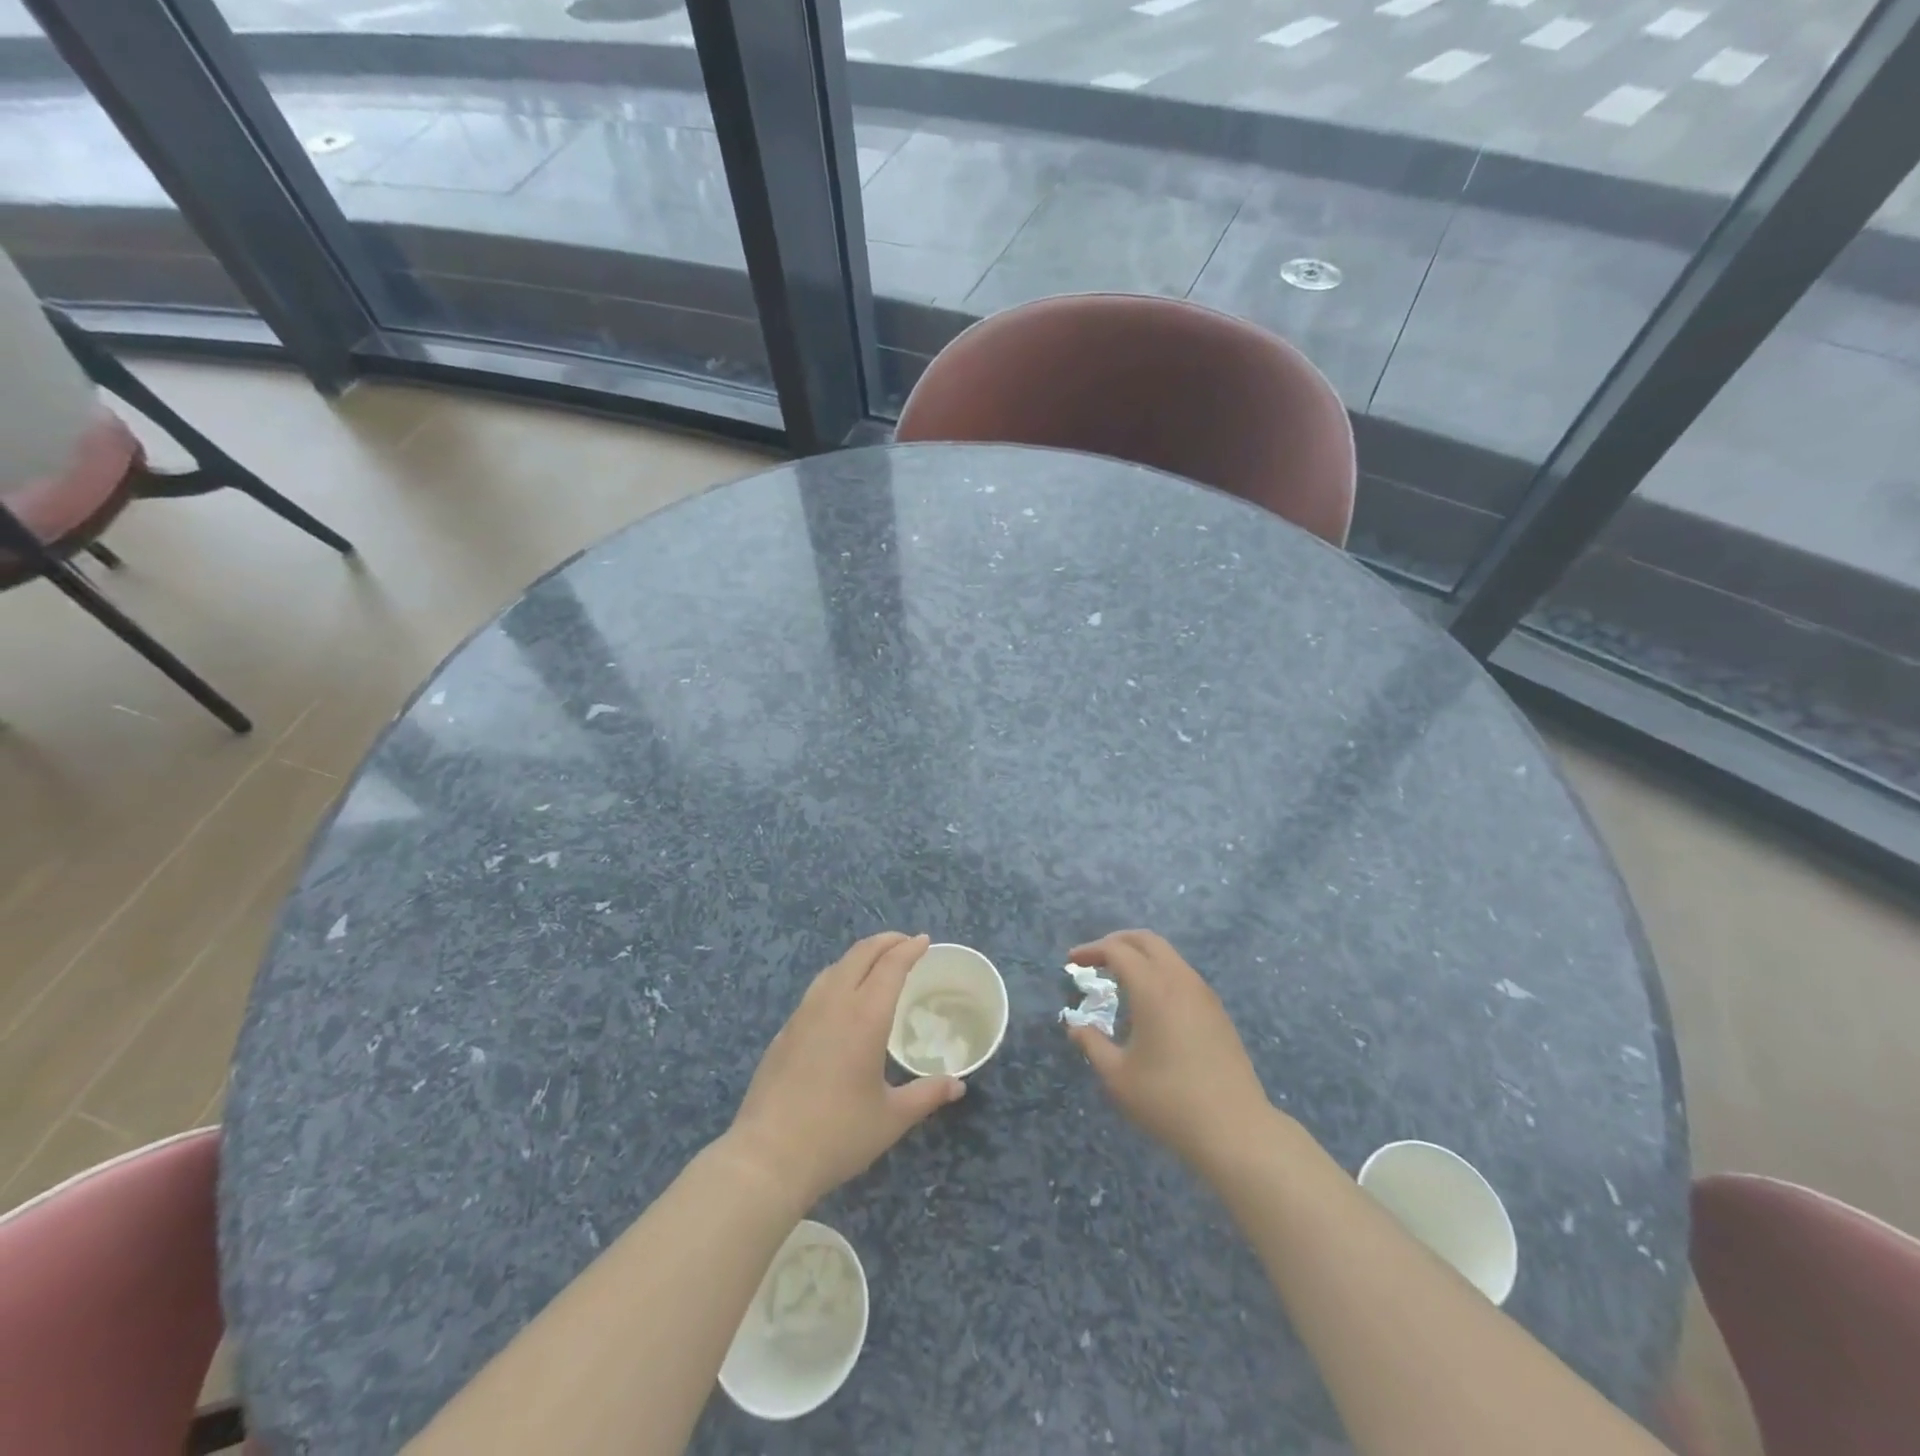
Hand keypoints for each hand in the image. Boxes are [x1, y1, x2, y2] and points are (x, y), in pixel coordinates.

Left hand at [727, 932, 964, 1206]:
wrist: (767, 1157)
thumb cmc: (838, 1135)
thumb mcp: (891, 1118)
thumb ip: (927, 1094)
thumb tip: (957, 1085)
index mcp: (865, 1016)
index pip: (891, 965)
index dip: (909, 949)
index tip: (924, 941)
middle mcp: (833, 1003)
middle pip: (860, 954)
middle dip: (886, 942)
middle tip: (906, 943)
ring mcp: (804, 1014)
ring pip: (835, 967)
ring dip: (860, 956)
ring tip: (876, 965)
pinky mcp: (785, 1031)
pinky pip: (817, 988)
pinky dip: (838, 977)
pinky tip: (841, 999)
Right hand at [1065, 930, 1276, 1175]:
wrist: (1235, 1129)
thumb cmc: (1168, 1100)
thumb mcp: (1118, 1076)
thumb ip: (1092, 1044)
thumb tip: (1076, 1027)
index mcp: (1153, 988)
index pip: (1118, 951)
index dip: (1092, 950)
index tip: (1073, 961)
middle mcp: (1180, 980)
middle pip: (1147, 940)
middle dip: (1118, 942)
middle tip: (1096, 958)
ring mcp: (1204, 994)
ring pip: (1169, 956)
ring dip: (1141, 957)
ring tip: (1120, 980)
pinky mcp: (1218, 1012)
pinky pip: (1183, 975)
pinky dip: (1160, 973)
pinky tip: (1150, 1004)